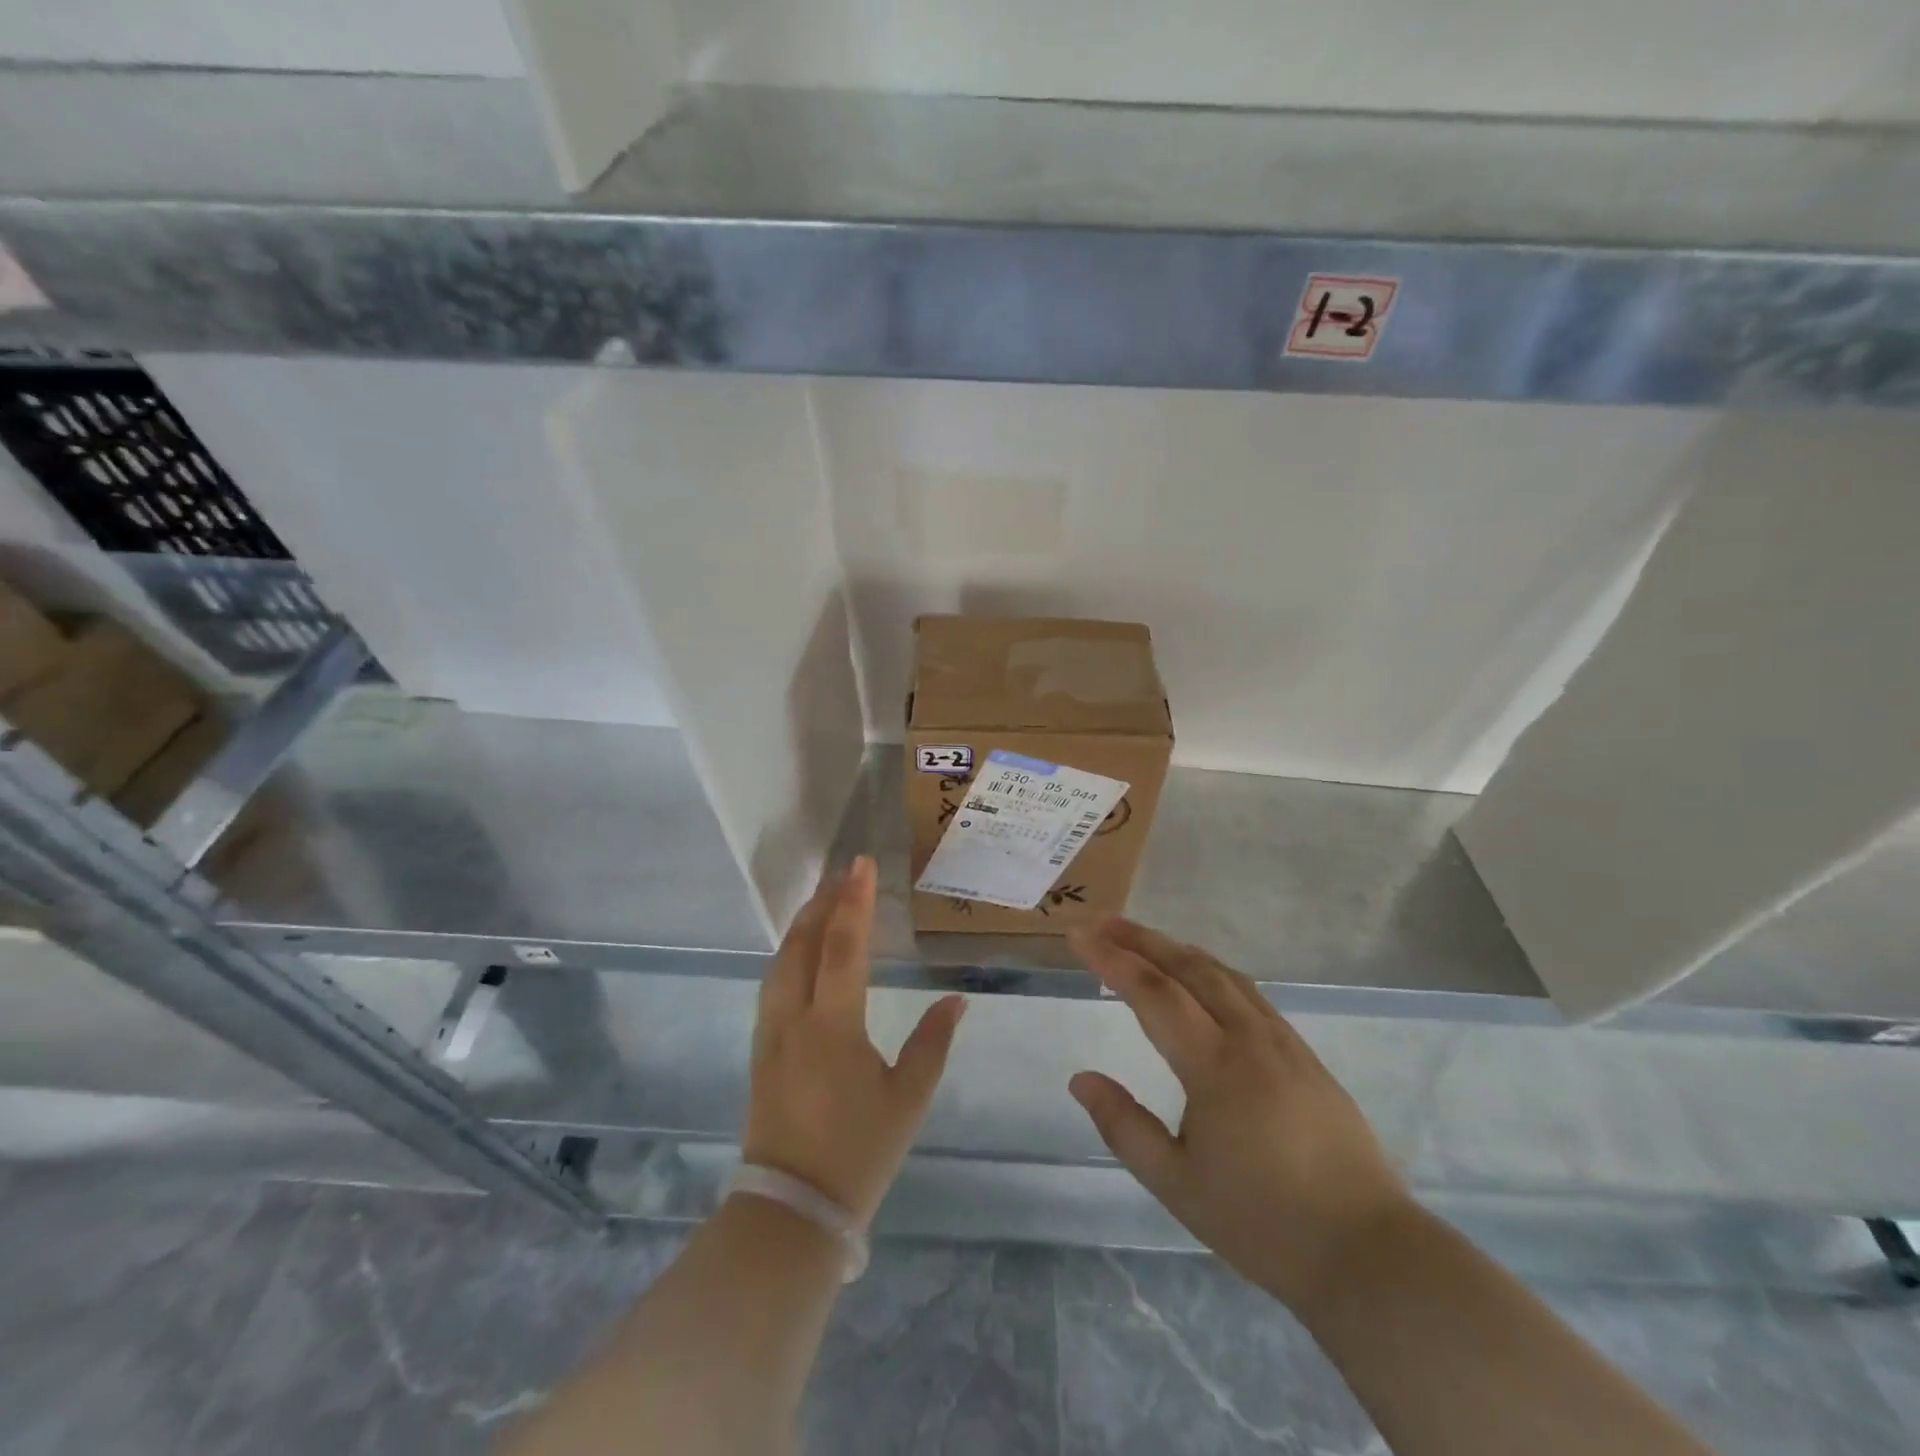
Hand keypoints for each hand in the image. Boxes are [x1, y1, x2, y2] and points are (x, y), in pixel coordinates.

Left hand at [743, 856, 966, 1225]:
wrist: (792, 1210)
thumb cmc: (858, 1152)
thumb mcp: (908, 1099)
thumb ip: (933, 1042)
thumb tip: (957, 999)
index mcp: (832, 1025)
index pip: (843, 947)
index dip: (854, 902)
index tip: (861, 864)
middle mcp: (794, 1018)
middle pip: (802, 944)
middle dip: (822, 903)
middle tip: (842, 874)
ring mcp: (771, 1034)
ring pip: (780, 962)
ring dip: (802, 926)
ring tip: (822, 902)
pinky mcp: (761, 1051)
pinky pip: (773, 984)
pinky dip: (789, 954)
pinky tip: (800, 954)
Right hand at [1066, 918, 1410, 1313]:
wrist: (1368, 1253)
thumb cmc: (1262, 1223)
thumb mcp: (1177, 1184)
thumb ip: (1124, 1126)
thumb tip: (1080, 1079)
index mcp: (1216, 1066)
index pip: (1154, 993)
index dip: (1111, 959)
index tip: (1078, 935)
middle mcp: (1250, 1038)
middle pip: (1189, 967)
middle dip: (1141, 938)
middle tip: (1102, 922)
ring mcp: (1283, 1042)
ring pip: (1223, 973)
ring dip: (1177, 949)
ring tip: (1142, 939)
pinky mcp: (1305, 1055)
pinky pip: (1248, 992)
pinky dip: (1211, 970)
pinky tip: (1201, 979)